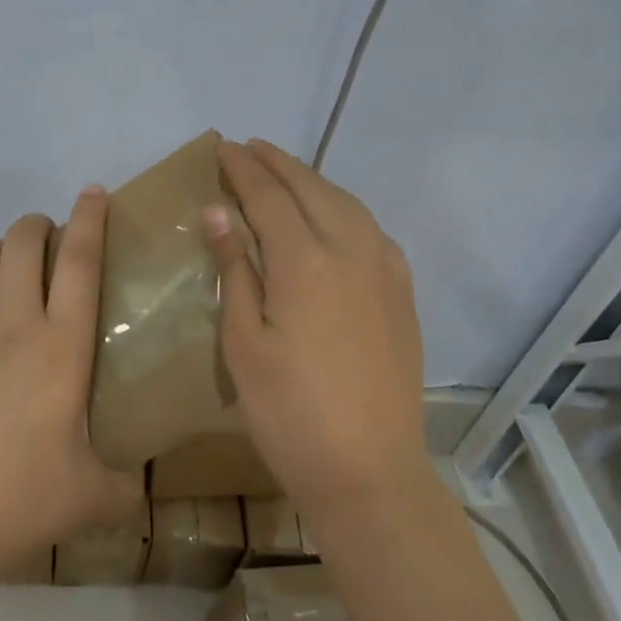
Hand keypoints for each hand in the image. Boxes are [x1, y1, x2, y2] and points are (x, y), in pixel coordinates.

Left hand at [0, 186, 144, 589]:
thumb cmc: (12, 501)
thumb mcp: (87, 499)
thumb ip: (123, 487)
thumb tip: (138, 487)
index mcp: (59, 346)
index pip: (79, 261)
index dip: (89, 219)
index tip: (93, 192)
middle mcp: (10, 322)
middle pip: (23, 242)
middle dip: (38, 226)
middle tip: (49, 240)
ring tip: (7, 265)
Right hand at [203, 139, 431, 522]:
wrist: (370, 473)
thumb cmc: (290, 412)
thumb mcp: (244, 342)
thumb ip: (235, 268)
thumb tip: (218, 211)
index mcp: (305, 261)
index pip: (268, 196)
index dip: (243, 169)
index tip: (223, 148)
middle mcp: (351, 250)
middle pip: (311, 189)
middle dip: (278, 163)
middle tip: (250, 148)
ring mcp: (384, 269)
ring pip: (346, 203)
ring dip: (312, 180)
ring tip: (285, 173)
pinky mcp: (402, 291)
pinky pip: (370, 229)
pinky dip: (344, 207)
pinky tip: (333, 216)